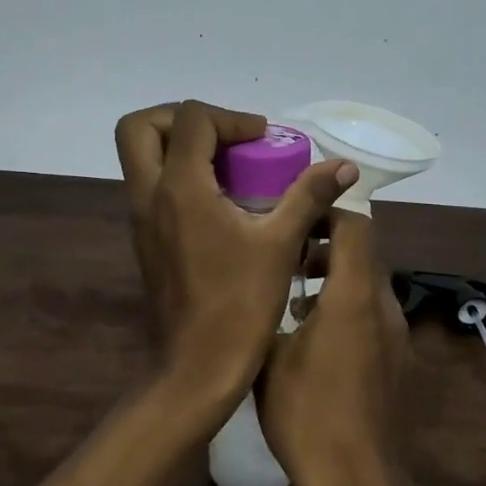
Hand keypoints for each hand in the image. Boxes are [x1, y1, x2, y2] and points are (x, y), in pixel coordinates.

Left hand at [115, 101, 354, 412]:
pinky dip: (178, 176)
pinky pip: (150, 187)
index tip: (264, 140)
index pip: (192, 119)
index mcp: (180, 188)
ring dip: (178, 147)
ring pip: (141, 158)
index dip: (231, 118)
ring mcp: (141, 219)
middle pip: (140, 128)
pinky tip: (221, 202)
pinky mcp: (145, 240)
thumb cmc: (241, 304)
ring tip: (228, 166)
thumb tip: (344, 166)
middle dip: (181, 118)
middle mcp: (149, 196)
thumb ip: (309, 195)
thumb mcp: (280, 244)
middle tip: (225, 136)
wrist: (198, 367)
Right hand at [258, 210, 433, 485]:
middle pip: (364, 252)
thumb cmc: (307, 414)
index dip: (327, 211)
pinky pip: (374, 315)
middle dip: (326, 245)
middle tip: (286, 257)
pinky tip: (314, 338)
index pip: (355, 226)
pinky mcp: (400, 361)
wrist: (358, 483)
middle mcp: (384, 306)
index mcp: (354, 296)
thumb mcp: (270, 356)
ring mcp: (397, 336)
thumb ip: (272, 307)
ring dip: (335, 278)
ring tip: (294, 298)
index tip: (294, 217)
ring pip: (369, 285)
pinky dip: (348, 307)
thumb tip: (266, 283)